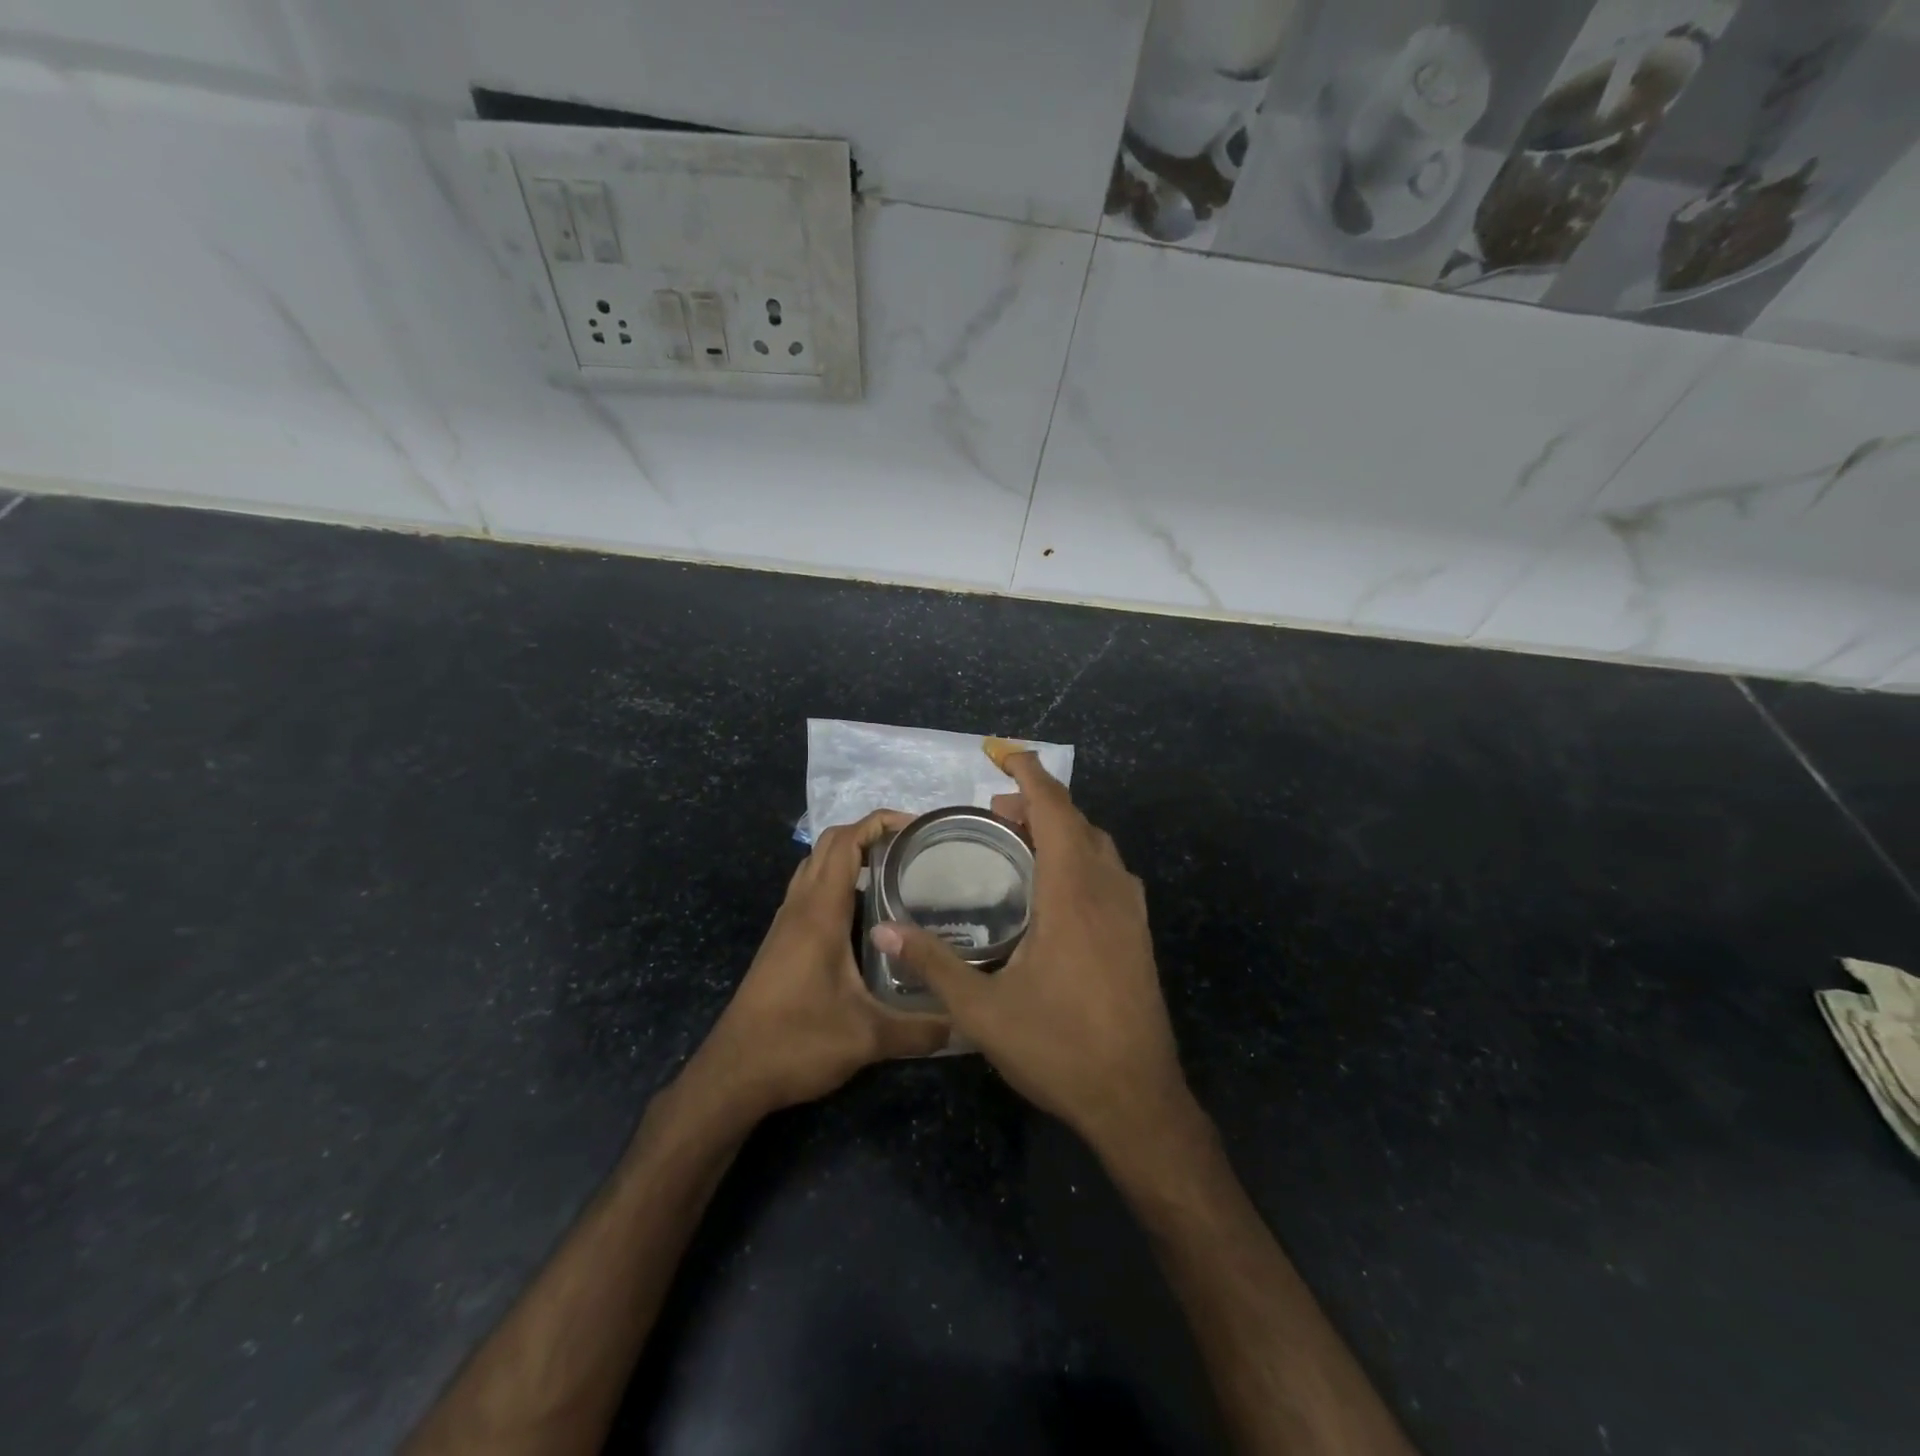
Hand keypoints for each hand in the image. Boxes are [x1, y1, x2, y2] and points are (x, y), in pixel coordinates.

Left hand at [690, 810, 950, 1117]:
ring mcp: (786, 923)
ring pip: (815, 866)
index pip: (846, 842)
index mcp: (820, 912)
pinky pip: (809, 891)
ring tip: (894, 873)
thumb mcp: (868, 1038)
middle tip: (912, 849)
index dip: (880, 822)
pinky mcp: (781, 942)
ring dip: (849, 856)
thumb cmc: (797, 1042)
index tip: (918, 827)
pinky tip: (865, 914)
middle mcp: (800, 907)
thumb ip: (921, 1029)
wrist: (733, 1075)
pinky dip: (836, 882)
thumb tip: (967, 1024)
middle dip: (869, 833)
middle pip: (829, 844)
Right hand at [870, 753, 1197, 1164]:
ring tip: (1021, 842)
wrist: (1137, 1100)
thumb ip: (933, 964)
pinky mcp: (1139, 935)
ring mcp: (1131, 912)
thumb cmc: (1059, 1049)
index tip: (1001, 754)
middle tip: (995, 813)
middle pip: (1077, 821)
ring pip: (1098, 845)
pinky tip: (1056, 888)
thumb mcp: (983, 1011)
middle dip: (1037, 803)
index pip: (1054, 808)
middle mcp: (1108, 889)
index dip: (1029, 774)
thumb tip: (883, 929)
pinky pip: (1109, 872)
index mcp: (1073, 892)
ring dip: (1062, 829)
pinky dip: (1080, 856)